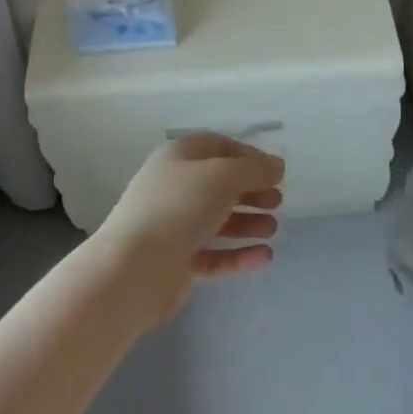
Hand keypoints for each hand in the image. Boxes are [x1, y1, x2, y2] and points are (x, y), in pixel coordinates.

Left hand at [95, 134, 283, 322]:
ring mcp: (172, 226)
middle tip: (277, 202)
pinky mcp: (176, 261)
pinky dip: (238, 254)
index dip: (247, 156)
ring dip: (247, 223)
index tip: (273, 171)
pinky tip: (264, 257)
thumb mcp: (224, 176)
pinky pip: (213, 253)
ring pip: (216, 220)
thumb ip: (255, 169)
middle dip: (251, 192)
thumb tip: (277, 166)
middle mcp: (174, 187)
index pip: (217, 147)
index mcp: (179, 157)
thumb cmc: (180, 206)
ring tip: (272, 229)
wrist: (135, 267)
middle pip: (219, 185)